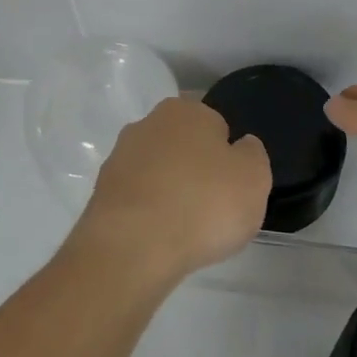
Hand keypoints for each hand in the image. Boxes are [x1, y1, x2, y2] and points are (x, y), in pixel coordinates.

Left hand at [69, 98, 271, 286]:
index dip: (226, 154)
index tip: (231, 183)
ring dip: (169, 190)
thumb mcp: (254, 178)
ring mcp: (119, 156)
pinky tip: (159, 236)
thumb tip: (241, 146)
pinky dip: (148, 211)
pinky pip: (137, 196)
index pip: (215, 123)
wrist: (133, 246)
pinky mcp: (102, 190)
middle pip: (182, 145)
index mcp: (186, 110)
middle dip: (194, 168)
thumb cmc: (203, 204)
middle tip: (211, 206)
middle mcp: (148, 123)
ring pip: (156, 170)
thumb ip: (252, 155)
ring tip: (185, 227)